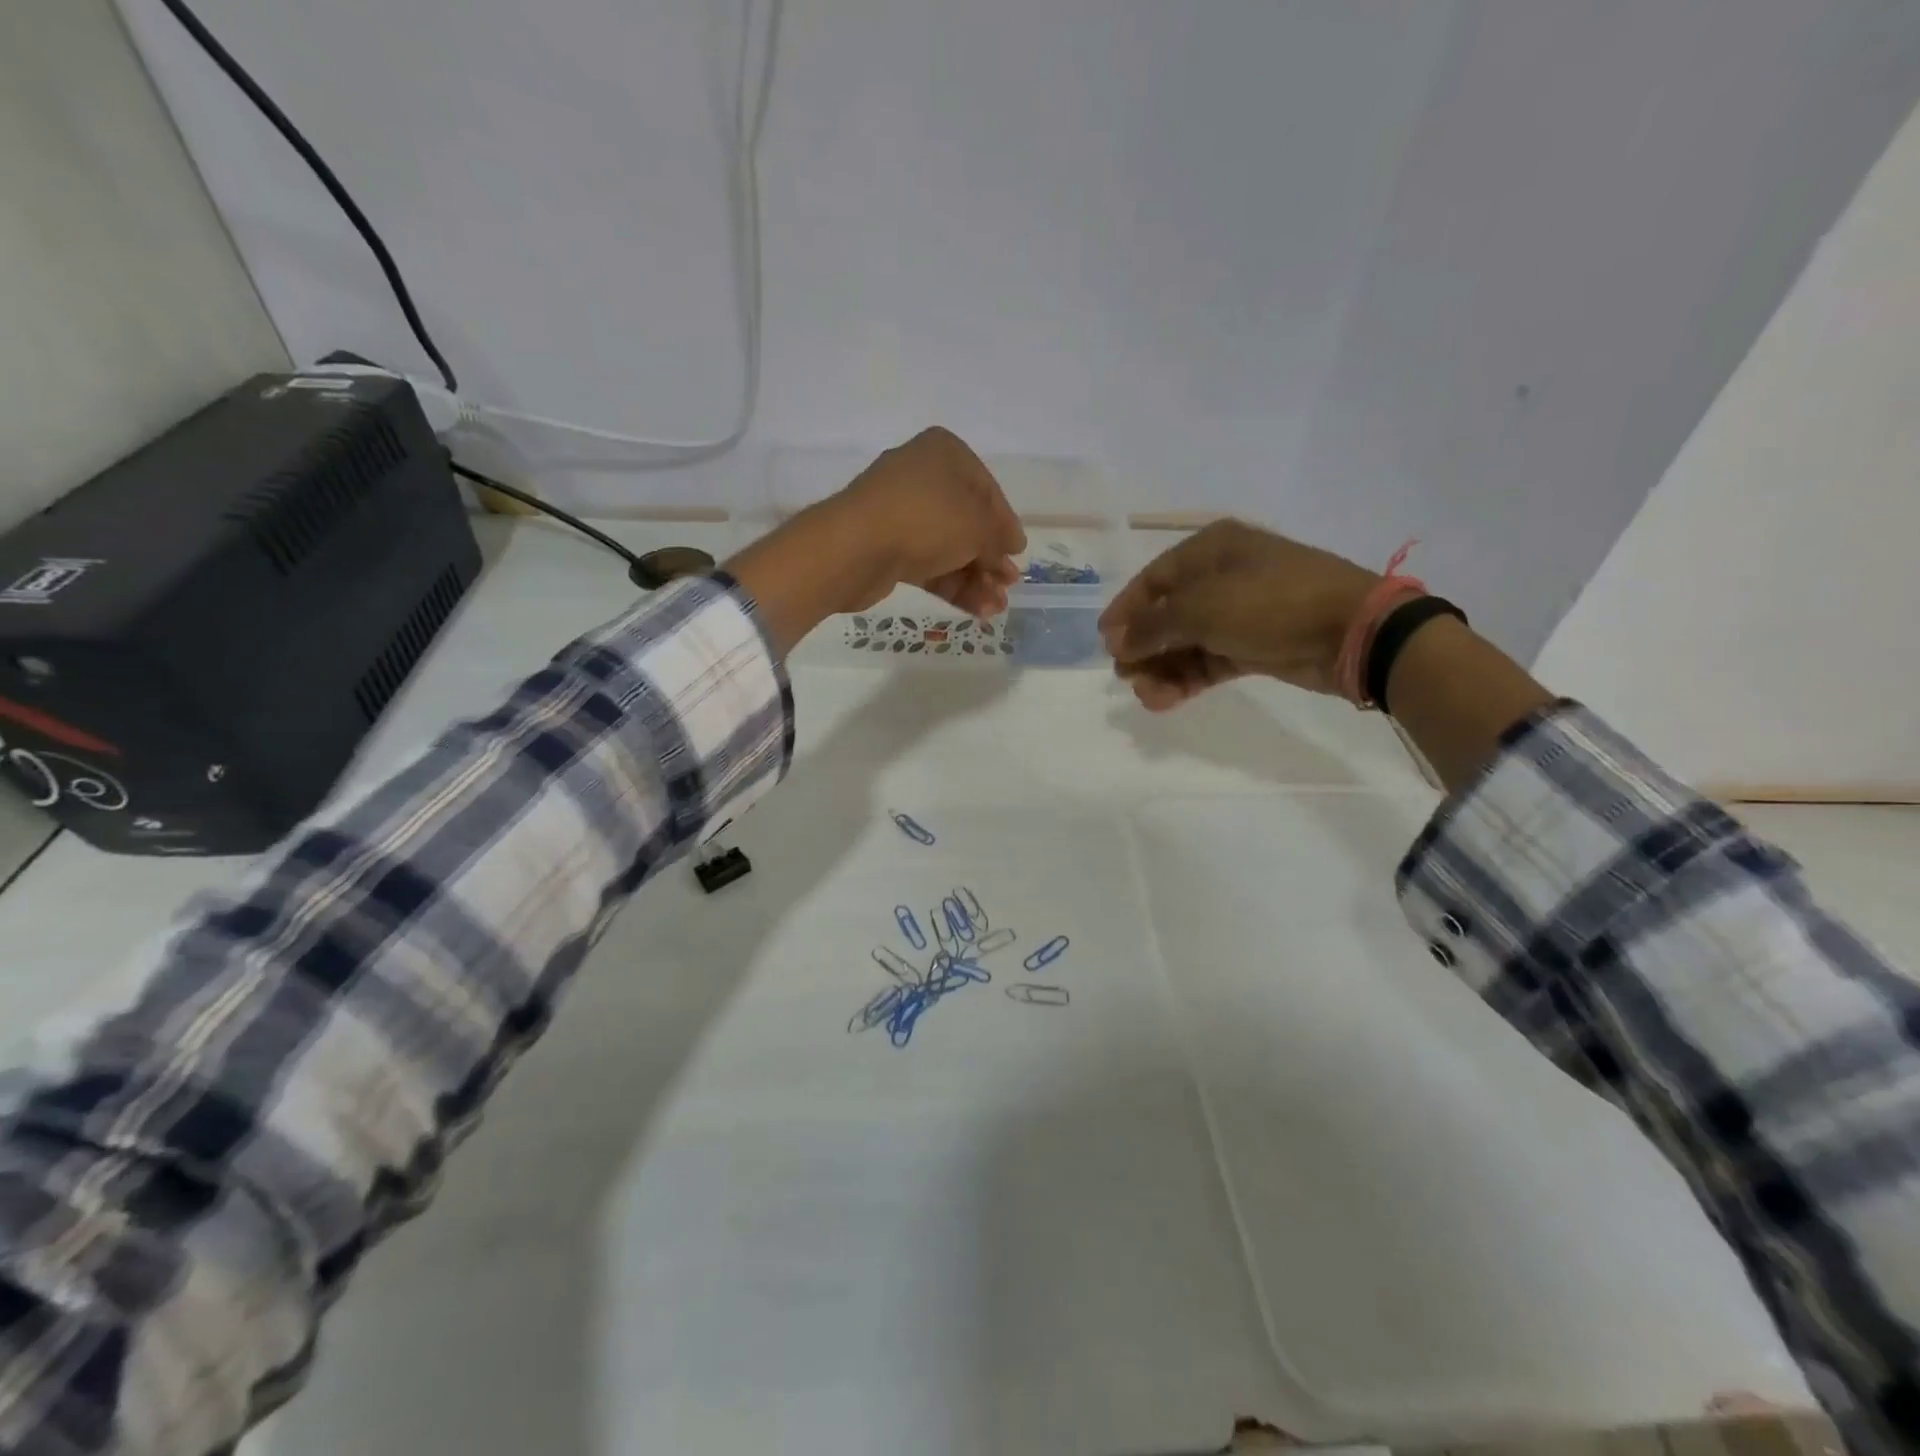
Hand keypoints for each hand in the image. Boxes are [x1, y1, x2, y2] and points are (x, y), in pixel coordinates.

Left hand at [824, 427, 1025, 617]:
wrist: (856, 548)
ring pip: (948, 547)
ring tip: (996, 607)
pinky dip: (953, 585)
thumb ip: (999, 537)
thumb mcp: (978, 525)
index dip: (1005, 524)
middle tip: (1009, 586)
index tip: (1018, 553)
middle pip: (967, 522)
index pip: (987, 489)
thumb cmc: (926, 520)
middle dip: (990, 558)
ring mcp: (901, 514)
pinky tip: (978, 610)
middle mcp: (921, 477)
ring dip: (976, 578)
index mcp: (944, 454)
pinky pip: (928, 565)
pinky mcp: (887, 548)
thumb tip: (1010, 548)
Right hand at [1098, 520, 1378, 709]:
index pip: (1153, 579)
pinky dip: (1188, 678)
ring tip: (1150, 696)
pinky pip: (1209, 660)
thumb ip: (1152, 626)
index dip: (1126, 611)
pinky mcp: (1255, 645)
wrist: (1352, 633)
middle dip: (1145, 646)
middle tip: (1126, 676)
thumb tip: (1115, 641)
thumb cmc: (1271, 604)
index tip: (1105, 643)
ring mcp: (1240, 612)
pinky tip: (1168, 699)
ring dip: (1164, 669)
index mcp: (1210, 549)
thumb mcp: (1202, 609)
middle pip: (1168, 613)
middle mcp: (1222, 575)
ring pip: (1187, 642)